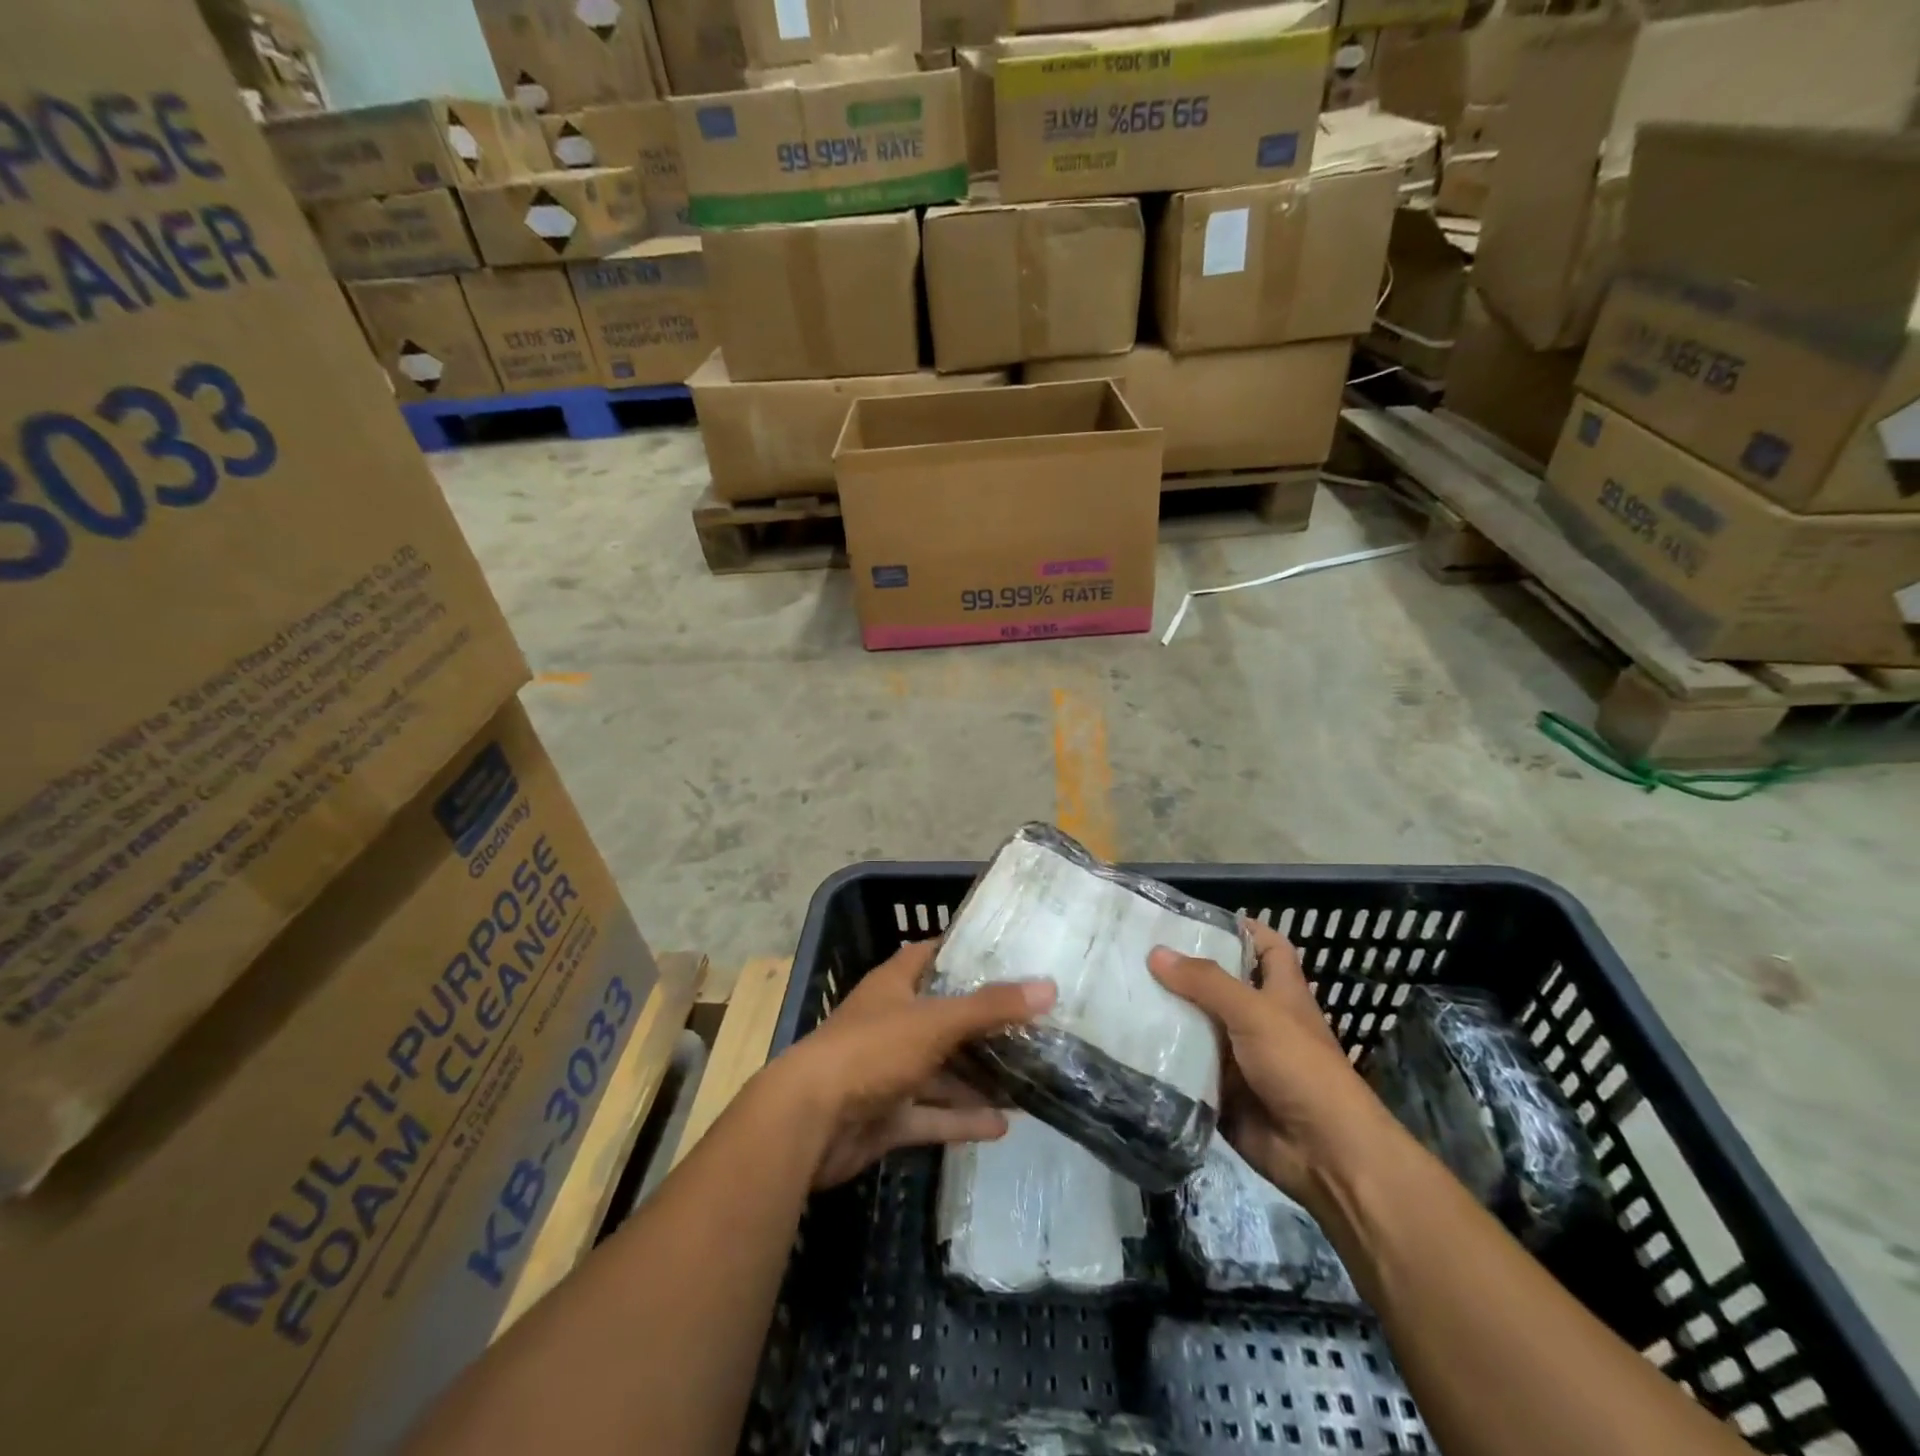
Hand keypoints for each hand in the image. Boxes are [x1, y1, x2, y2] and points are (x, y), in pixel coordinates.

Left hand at [767, 939, 1055, 1188]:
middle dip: (982, 1025)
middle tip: (1032, 1026)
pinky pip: (931, 1115)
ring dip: (977, 1078)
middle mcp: (890, 1024)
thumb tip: (1048, 986)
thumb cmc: (871, 1050)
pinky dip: (961, 1120)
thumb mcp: (935, 1022)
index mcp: (893, 986)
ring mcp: (886, 1072)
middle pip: (942, 1018)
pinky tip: (1002, 1126)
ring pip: (940, 1071)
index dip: (961, 952)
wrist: (808, 1123)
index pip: (928, 956)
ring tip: (1027, 1080)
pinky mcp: (886, 1116)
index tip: (1005, 955)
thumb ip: (990, 1007)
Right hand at [1149, 919, 1398, 1200]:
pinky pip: (1187, 1067)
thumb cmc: (1299, 1067)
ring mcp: (1239, 1057)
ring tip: (1118, 989)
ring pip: (1197, 1026)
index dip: (1240, 928)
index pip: (1266, 947)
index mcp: (1279, 993)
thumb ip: (1206, 982)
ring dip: (1167, 1014)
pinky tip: (1125, 1040)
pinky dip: (1163, 1057)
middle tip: (1135, 952)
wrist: (1324, 1154)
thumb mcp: (1255, 1013)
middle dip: (1183, 971)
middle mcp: (1258, 1020)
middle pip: (1218, 985)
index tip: (1193, 918)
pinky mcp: (1222, 1091)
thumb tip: (1156, 952)